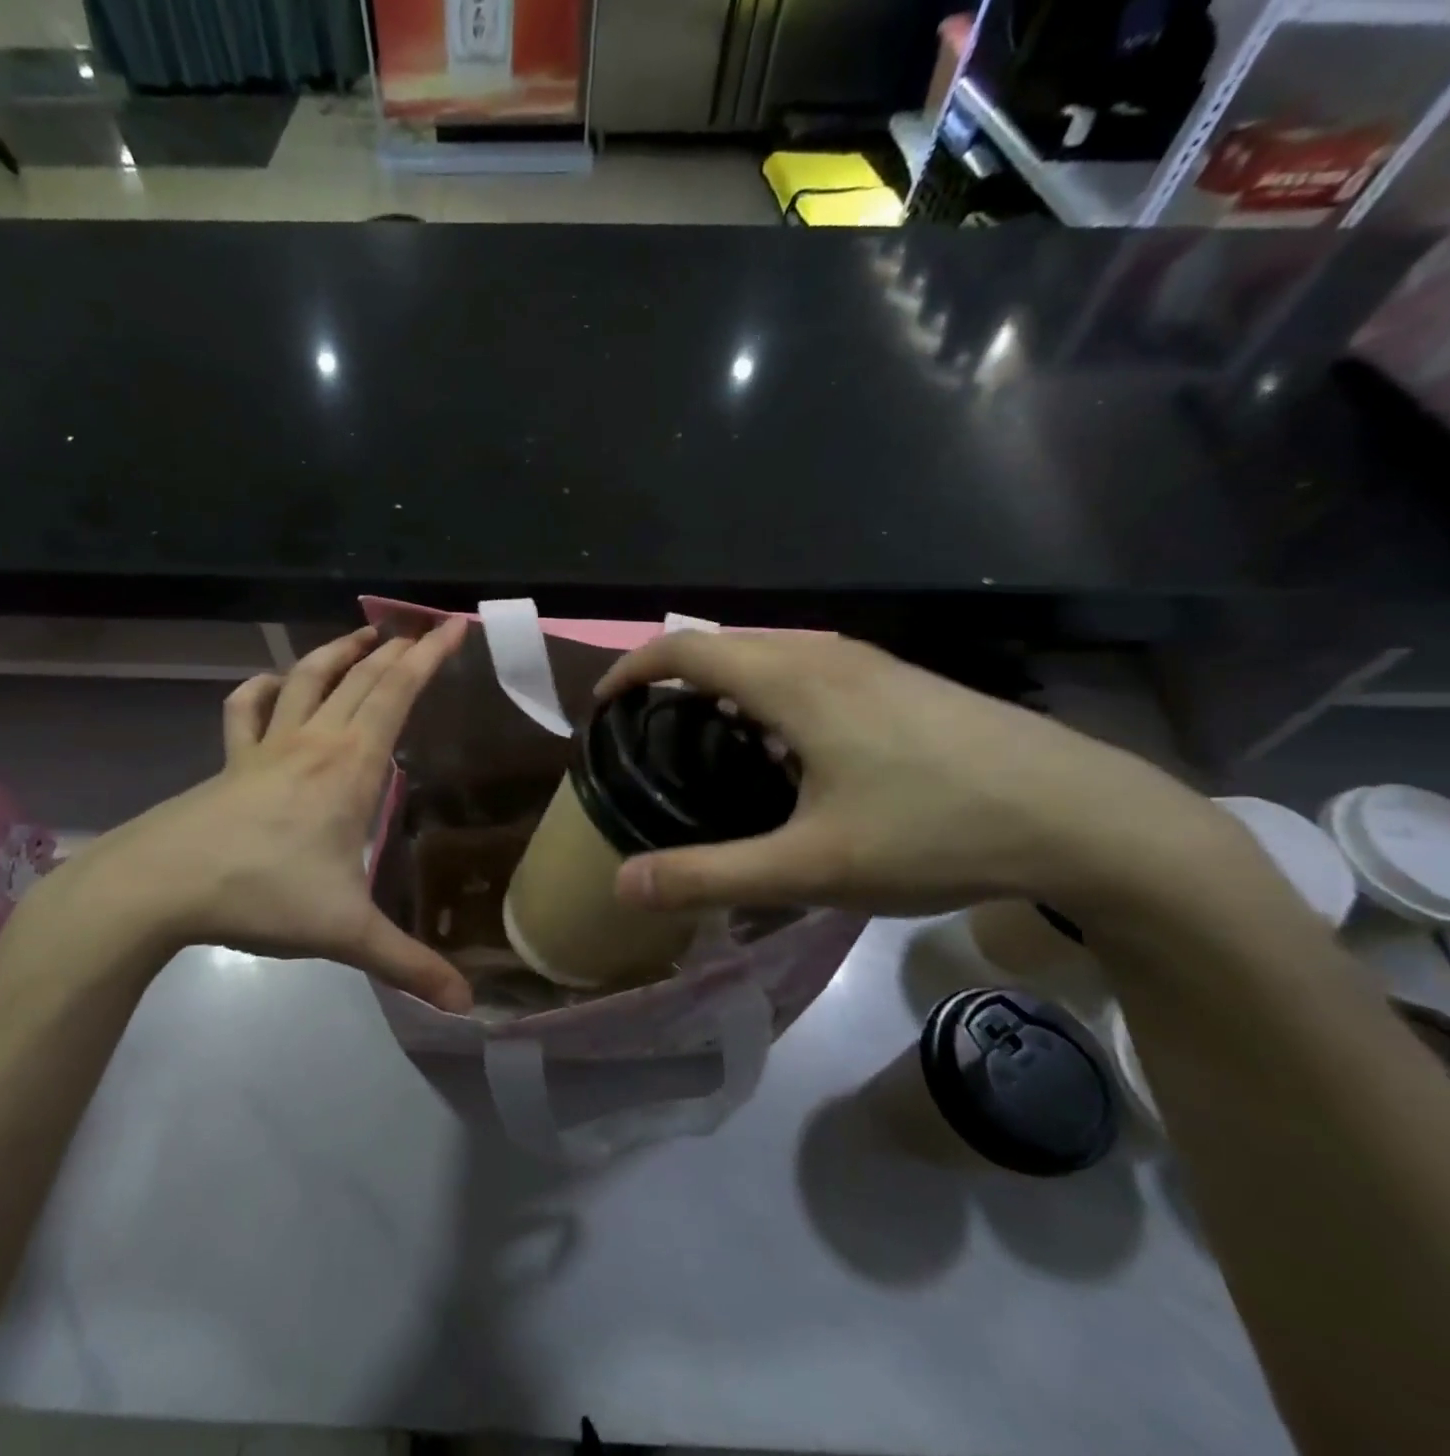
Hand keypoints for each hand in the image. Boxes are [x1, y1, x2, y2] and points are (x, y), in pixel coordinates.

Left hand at [31, 621, 472, 1011]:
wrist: (159, 886)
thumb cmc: (262, 894)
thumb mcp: (345, 932)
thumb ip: (407, 964)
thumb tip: (466, 1005)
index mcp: (352, 765)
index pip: (398, 693)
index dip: (430, 656)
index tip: (455, 626)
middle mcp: (315, 741)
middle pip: (362, 677)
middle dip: (398, 647)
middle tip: (424, 629)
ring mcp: (267, 745)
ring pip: (308, 678)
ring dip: (339, 652)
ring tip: (365, 637)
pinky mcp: (231, 760)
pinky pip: (246, 709)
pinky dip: (263, 688)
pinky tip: (273, 685)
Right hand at [595, 631, 1245, 918]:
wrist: (1090, 819)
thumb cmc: (939, 831)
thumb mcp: (813, 867)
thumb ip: (711, 875)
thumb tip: (624, 885)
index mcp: (793, 680)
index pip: (685, 648)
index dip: (632, 669)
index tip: (603, 708)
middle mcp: (825, 654)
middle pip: (723, 646)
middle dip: (671, 681)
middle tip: (647, 738)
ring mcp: (870, 663)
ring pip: (768, 657)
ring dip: (723, 688)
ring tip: (707, 747)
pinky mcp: (901, 682)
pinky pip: (807, 671)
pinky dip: (767, 696)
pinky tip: (789, 755)